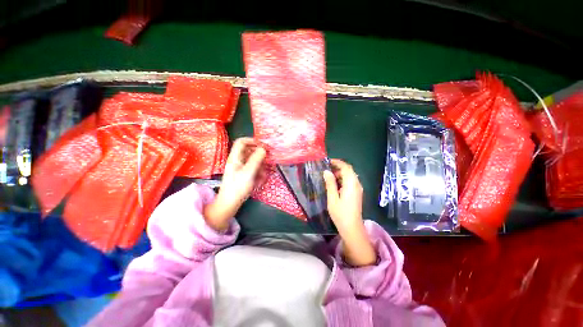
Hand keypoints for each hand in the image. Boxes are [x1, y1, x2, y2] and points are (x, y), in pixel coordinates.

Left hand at [204, 138, 265, 230]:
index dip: (252, 141)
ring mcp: (240, 168)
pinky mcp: (244, 175)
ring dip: (261, 165)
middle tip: (269, 159)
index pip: (242, 142)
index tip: (263, 145)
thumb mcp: (248, 173)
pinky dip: (258, 172)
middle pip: (249, 151)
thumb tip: (263, 149)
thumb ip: (256, 159)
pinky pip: (253, 169)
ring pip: (253, 161)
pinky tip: (261, 179)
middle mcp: (237, 161)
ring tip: (265, 173)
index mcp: (235, 157)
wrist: (229, 204)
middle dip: (260, 155)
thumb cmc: (237, 187)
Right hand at [323, 159, 375, 265]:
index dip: (337, 162)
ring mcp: (358, 189)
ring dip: (340, 173)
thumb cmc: (341, 214)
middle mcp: (357, 184)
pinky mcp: (357, 193)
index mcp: (351, 184)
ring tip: (328, 176)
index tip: (327, 161)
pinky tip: (334, 184)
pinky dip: (342, 179)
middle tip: (326, 168)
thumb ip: (330, 183)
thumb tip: (326, 171)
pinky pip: (350, 182)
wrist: (352, 228)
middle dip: (338, 167)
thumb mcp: (332, 198)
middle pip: (349, 170)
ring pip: (349, 176)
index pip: (346, 167)